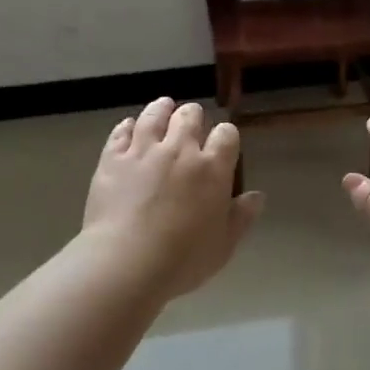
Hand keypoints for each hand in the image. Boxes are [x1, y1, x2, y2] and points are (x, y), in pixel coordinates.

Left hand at [82, 97, 264, 298]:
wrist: (126, 262)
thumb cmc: (182, 260)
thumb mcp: (223, 245)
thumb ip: (241, 217)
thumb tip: (257, 197)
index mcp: (212, 168)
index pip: (226, 135)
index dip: (226, 136)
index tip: (223, 143)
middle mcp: (180, 150)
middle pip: (190, 116)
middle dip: (194, 117)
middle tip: (191, 124)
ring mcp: (143, 151)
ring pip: (155, 115)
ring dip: (162, 109)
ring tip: (164, 107)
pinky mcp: (113, 158)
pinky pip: (121, 132)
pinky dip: (128, 126)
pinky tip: (130, 126)